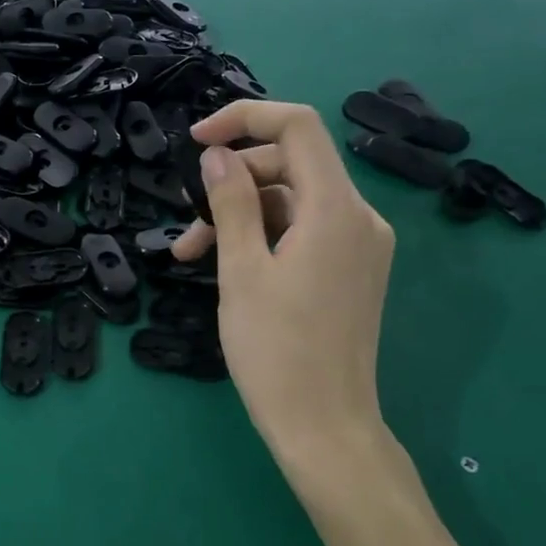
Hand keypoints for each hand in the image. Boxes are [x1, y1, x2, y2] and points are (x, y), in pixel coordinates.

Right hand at [175, 101, 394, 464]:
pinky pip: (304, 231)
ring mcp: (359, 246)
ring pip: (292, 202)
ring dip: (240, 216)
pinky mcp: (351, 270)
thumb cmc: (276, 350)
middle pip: (292, 166)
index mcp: (336, 210)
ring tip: (191, 254)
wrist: (325, 426)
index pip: (298, 127)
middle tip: (186, 223)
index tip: (196, 141)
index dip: (245, 119)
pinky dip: (264, 237)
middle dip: (233, 183)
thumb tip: (218, 155)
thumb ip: (231, 204)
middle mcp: (359, 218)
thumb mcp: (242, 271)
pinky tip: (227, 265)